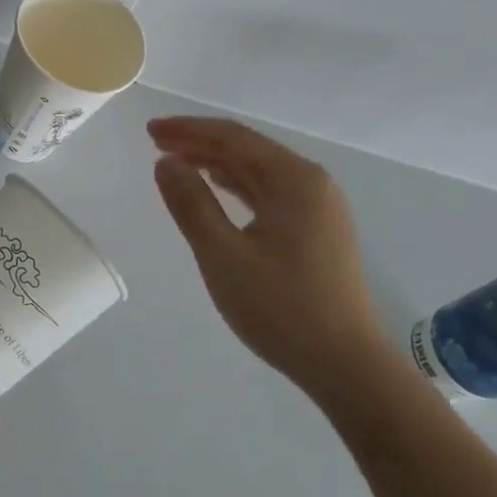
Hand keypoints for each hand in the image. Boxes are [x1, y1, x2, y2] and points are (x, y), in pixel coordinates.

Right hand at [149, 117, 388, 403]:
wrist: (346, 366)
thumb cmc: (281, 308)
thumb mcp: (223, 255)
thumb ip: (191, 204)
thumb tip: (165, 162)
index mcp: (294, 180)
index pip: (233, 138)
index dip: (188, 130)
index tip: (150, 131)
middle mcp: (311, 184)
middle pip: (247, 149)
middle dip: (200, 143)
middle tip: (156, 142)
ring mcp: (318, 208)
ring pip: (258, 171)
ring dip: (216, 163)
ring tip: (176, 162)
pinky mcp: (317, 231)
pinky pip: (268, 193)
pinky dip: (236, 186)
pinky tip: (216, 188)